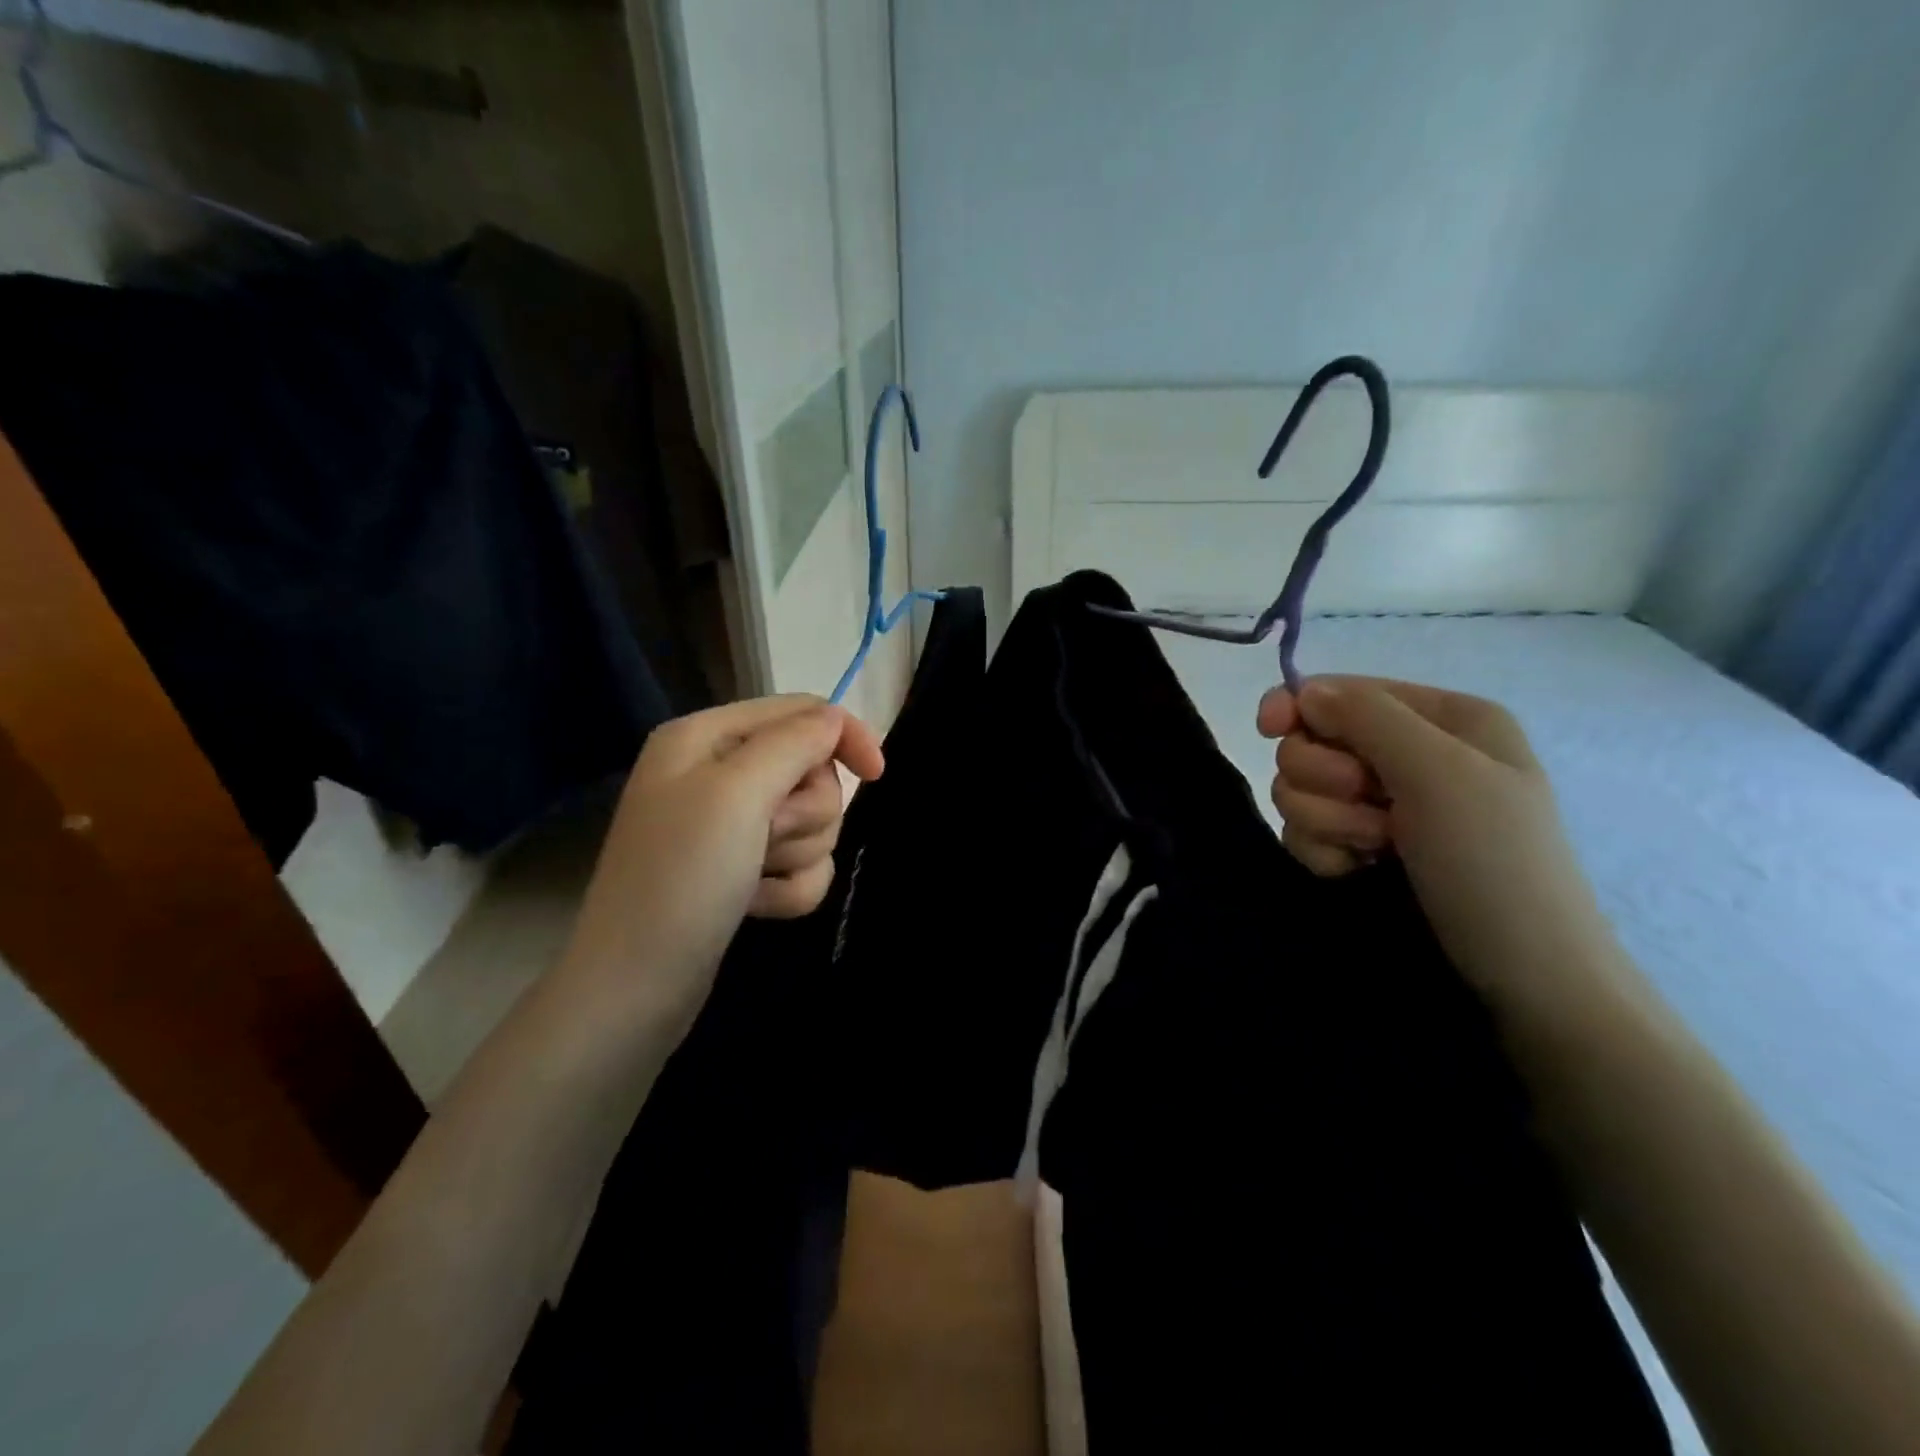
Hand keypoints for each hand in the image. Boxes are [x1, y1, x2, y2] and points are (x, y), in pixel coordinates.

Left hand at [556, 696, 884, 1031]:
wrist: (635, 988)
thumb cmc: (682, 877)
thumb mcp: (738, 793)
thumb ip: (794, 742)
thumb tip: (835, 719)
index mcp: (708, 737)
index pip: (802, 712)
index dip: (843, 737)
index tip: (877, 775)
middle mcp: (719, 774)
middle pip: (812, 772)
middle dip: (806, 814)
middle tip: (767, 839)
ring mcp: (731, 827)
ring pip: (814, 823)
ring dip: (797, 856)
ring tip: (753, 880)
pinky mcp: (743, 871)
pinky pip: (801, 865)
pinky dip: (789, 889)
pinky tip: (755, 907)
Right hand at [1256, 677, 1617, 1007]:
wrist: (1523, 980)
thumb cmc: (1494, 864)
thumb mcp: (1443, 775)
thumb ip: (1369, 718)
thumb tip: (1305, 691)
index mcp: (1443, 720)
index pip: (1343, 691)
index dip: (1300, 705)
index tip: (1270, 728)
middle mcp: (1409, 755)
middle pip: (1311, 741)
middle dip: (1326, 780)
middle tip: (1373, 812)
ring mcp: (1383, 806)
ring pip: (1300, 790)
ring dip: (1327, 821)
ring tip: (1374, 850)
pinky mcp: (1361, 849)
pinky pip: (1305, 832)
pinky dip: (1323, 851)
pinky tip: (1355, 870)